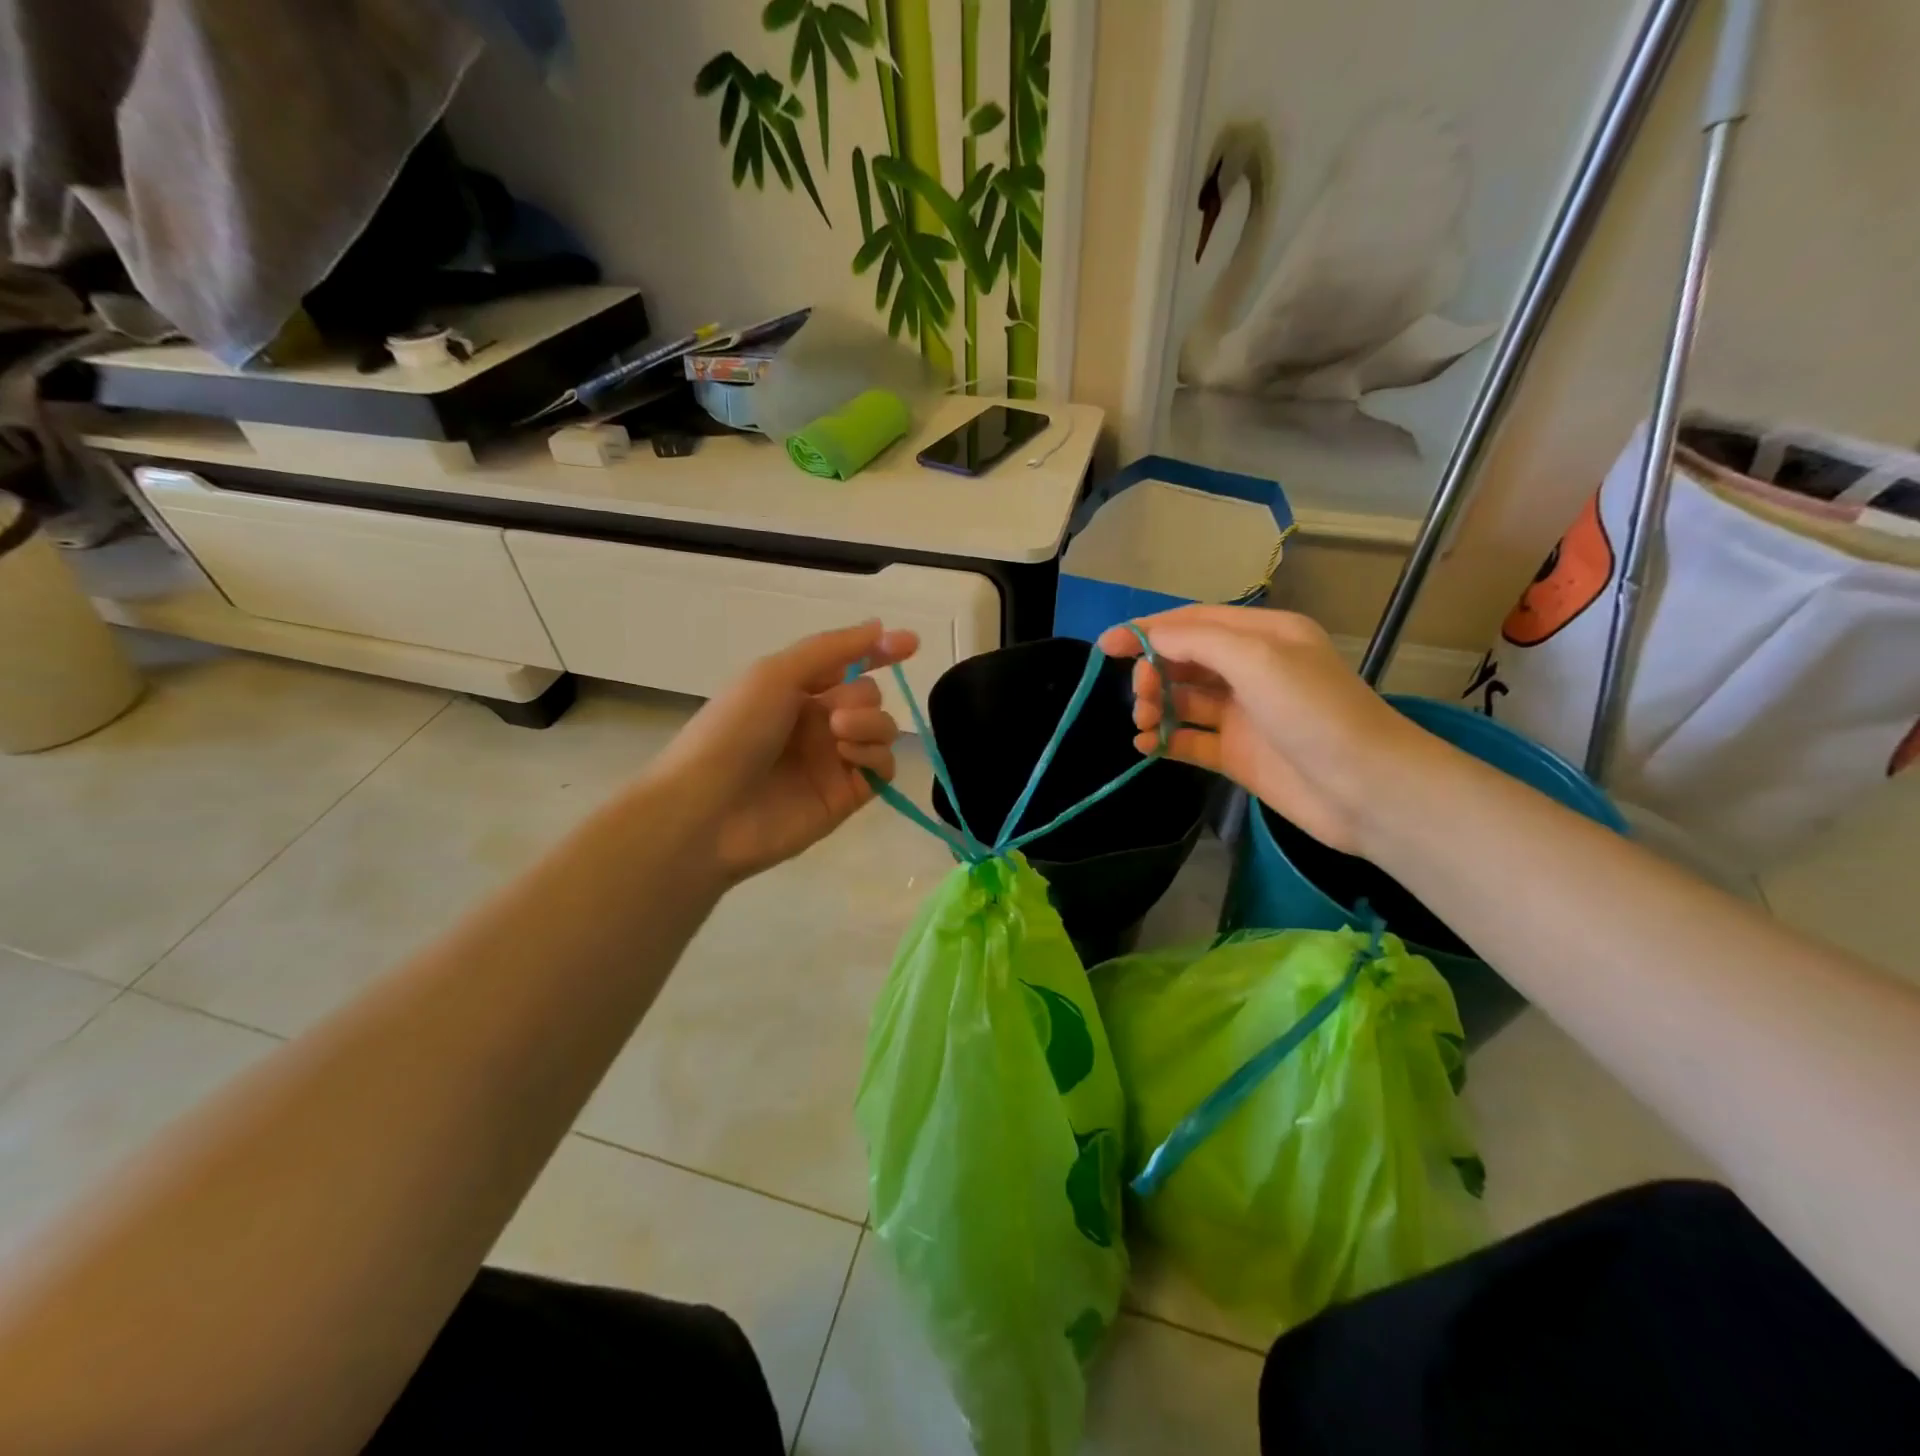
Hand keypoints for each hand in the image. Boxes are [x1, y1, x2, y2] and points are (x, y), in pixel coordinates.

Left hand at [648, 621, 917, 883]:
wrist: (708, 809)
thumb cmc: (734, 731)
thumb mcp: (775, 673)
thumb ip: (832, 649)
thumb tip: (879, 626)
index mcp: (797, 689)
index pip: (850, 663)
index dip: (880, 651)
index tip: (910, 644)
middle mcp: (819, 722)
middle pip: (871, 696)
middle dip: (862, 698)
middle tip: (833, 716)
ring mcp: (834, 760)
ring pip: (883, 729)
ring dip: (871, 723)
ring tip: (839, 735)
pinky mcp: (847, 796)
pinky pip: (884, 767)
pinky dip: (875, 755)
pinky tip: (849, 758)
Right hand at [1098, 606, 1425, 854]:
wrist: (1366, 788)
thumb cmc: (1313, 712)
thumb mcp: (1256, 658)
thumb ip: (1197, 642)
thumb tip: (1150, 641)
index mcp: (1262, 635)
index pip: (1193, 623)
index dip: (1147, 630)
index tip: (1105, 647)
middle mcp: (1251, 670)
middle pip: (1184, 661)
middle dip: (1153, 672)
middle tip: (1141, 696)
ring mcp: (1244, 715)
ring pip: (1184, 700)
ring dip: (1157, 706)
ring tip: (1145, 723)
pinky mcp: (1238, 755)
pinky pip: (1190, 740)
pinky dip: (1166, 741)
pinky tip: (1146, 747)